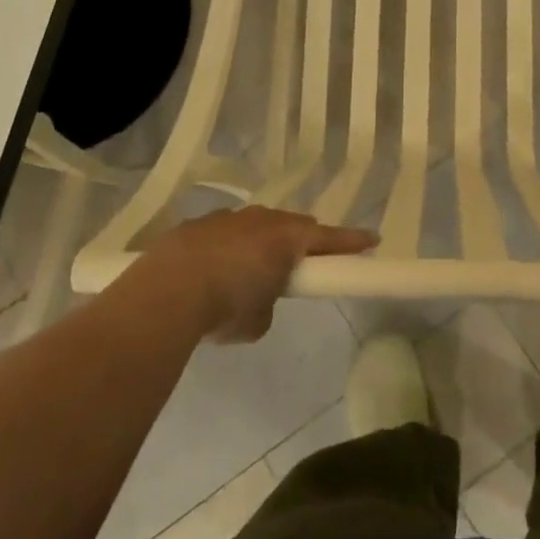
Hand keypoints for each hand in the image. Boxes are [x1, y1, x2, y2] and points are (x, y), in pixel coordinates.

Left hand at [135, 206, 375, 342]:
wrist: (166, 291)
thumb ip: (268, 303)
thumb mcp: (258, 320)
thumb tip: (258, 298)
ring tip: (251, 270)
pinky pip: (224, 233)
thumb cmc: (226, 306)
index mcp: (286, 238)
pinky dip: (227, 247)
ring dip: (260, 242)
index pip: (329, 238)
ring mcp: (227, 218)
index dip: (352, 241)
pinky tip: (213, 270)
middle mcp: (260, 220)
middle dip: (302, 241)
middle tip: (305, 261)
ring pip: (256, 225)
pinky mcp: (196, 225)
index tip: (373, 239)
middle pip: (292, 225)